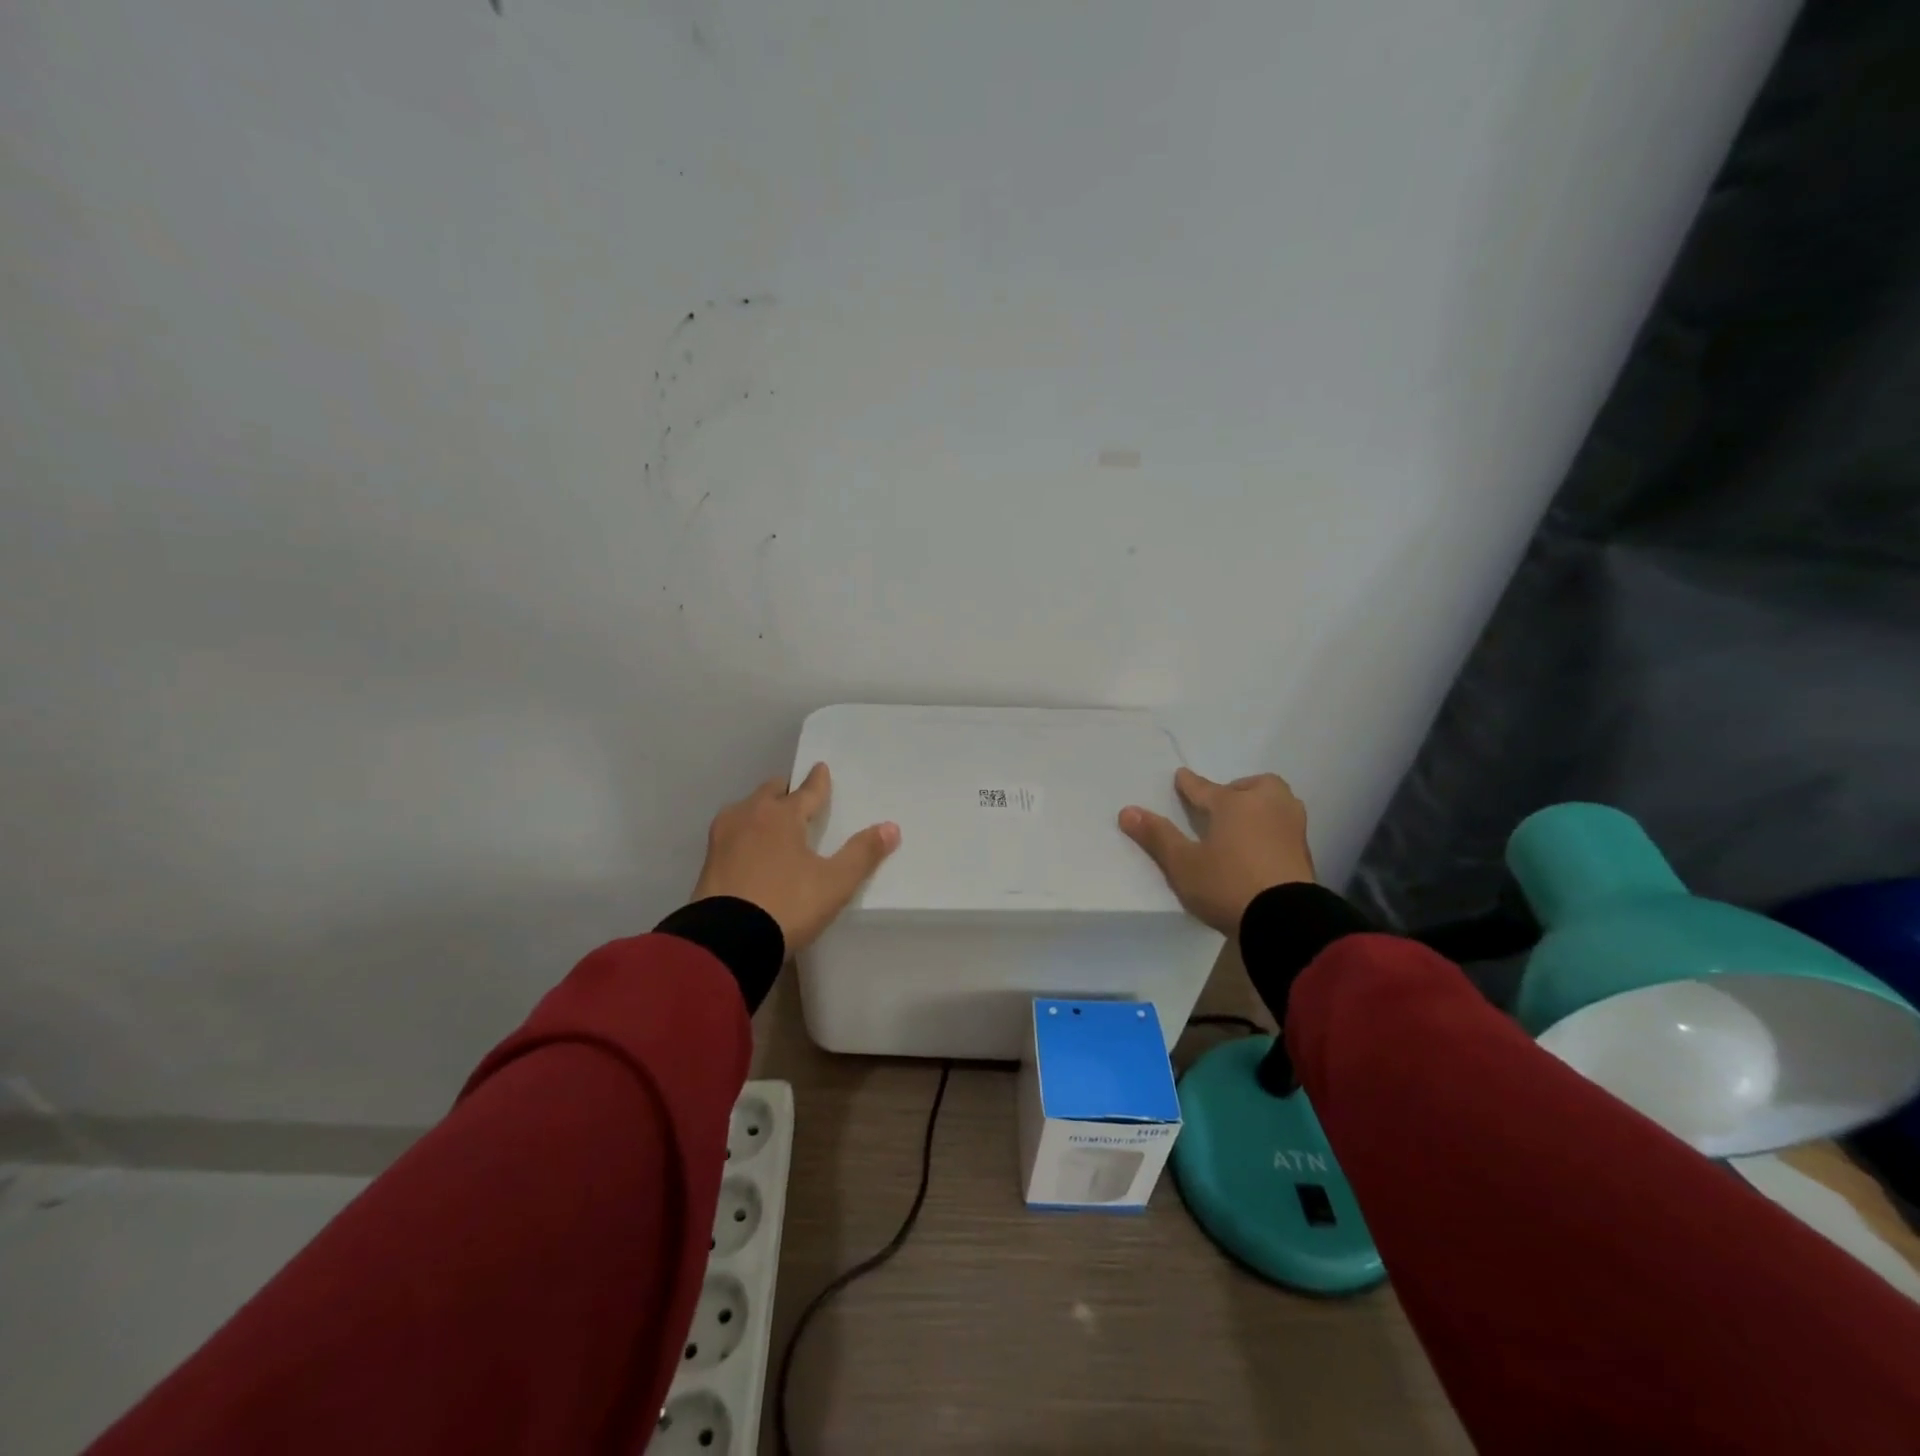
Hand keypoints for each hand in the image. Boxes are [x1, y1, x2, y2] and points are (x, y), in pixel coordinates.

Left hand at [693, 763, 900, 954]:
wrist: (726, 941)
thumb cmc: (787, 904)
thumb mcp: (834, 883)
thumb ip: (863, 854)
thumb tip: (890, 827)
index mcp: (783, 814)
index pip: (807, 790)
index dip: (818, 781)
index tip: (821, 768)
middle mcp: (750, 815)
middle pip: (771, 792)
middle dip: (786, 791)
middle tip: (797, 797)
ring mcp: (724, 836)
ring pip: (747, 809)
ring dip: (761, 810)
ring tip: (774, 822)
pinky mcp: (708, 860)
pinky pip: (733, 833)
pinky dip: (745, 832)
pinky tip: (750, 848)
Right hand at [1119, 768, 1315, 934]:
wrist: (1286, 919)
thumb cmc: (1227, 884)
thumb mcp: (1183, 863)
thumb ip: (1157, 836)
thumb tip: (1127, 811)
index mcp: (1234, 803)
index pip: (1204, 788)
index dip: (1189, 784)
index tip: (1181, 776)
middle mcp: (1266, 806)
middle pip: (1253, 786)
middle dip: (1238, 790)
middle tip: (1223, 806)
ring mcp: (1290, 827)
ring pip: (1276, 803)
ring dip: (1260, 807)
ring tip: (1244, 824)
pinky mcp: (1305, 852)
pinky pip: (1285, 827)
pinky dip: (1272, 830)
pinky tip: (1261, 847)